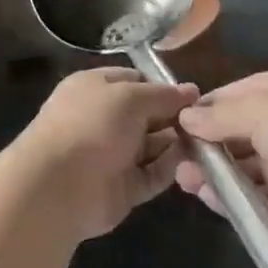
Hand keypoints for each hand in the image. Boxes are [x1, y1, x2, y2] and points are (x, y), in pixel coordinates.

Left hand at [15, 67, 198, 240]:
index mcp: (95, 88)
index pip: (134, 80)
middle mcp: (103, 119)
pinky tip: (194, 163)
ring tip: (208, 141)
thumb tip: (191, 91)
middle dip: (174, 116)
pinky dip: (171, 168)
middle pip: (147, 114)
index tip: (193, 96)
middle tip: (207, 121)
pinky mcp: (123, 187)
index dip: (163, 86)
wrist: (59, 186)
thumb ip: (163, 95)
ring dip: (177, 143)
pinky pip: (153, 173)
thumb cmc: (92, 125)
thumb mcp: (130, 97)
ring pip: (153, 145)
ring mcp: (113, 154)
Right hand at [174, 70, 267, 242]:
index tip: (171, 123)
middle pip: (228, 136)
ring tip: (183, 178)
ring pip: (235, 169)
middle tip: (173, 156)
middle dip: (200, 145)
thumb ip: (219, 115)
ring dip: (208, 172)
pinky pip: (247, 200)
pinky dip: (226, 199)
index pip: (227, 99)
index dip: (200, 111)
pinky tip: (204, 195)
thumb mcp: (260, 107)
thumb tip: (185, 117)